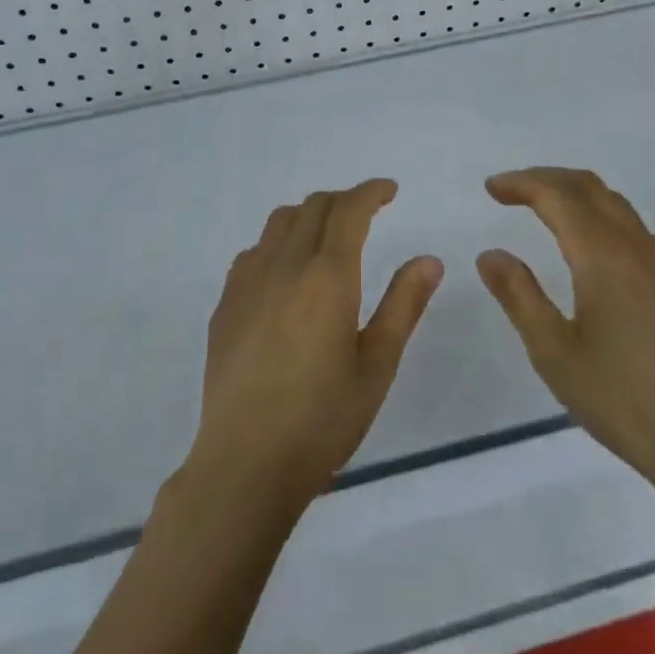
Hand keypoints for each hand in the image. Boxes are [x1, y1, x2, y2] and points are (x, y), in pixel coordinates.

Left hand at [185, 179, 443, 516]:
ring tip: (327, 236)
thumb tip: (429, 259)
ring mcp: (248, 282)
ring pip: (279, 223)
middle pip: (313, 207)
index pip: (349, 210)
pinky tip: (286, 274)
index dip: (370, 192)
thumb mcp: (377, 366)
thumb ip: (403, 305)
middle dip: (343, 200)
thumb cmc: (322, 420)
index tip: (389, 190)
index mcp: (327, 277)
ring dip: (308, 215)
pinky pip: (254, 252)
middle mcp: (284, 266)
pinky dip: (278, 244)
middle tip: (366, 212)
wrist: (244, 463)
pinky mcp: (225, 304)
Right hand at [476, 167, 654, 519]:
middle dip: (548, 178)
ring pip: (618, 207)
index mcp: (602, 255)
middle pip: (590, 187)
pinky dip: (604, 223)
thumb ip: (519, 296)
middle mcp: (636, 247)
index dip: (521, 183)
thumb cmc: (624, 400)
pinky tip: (596, 258)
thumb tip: (491, 254)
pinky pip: (637, 234)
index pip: (557, 195)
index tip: (491, 188)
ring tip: (548, 214)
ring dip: (578, 197)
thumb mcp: (554, 353)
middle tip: (513, 191)